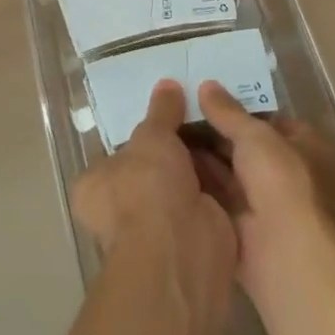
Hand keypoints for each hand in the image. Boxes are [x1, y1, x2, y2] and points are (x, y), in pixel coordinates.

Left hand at [71, 81, 237, 334]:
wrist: (183, 250)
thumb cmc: (148, 187)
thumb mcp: (152, 137)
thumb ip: (160, 112)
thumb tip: (166, 84)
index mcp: (96, 187)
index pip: (115, 155)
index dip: (139, 136)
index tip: (164, 112)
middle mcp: (122, 212)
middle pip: (152, 170)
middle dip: (175, 150)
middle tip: (199, 113)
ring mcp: (160, 230)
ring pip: (182, 186)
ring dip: (202, 165)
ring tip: (223, 125)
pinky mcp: (195, 239)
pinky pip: (208, 201)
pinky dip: (222, 184)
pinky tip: (238, 154)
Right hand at [191, 81, 334, 303]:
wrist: (284, 254)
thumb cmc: (281, 181)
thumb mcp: (255, 135)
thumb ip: (228, 111)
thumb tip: (206, 86)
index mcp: (306, 147)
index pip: (271, 119)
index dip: (240, 106)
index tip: (207, 94)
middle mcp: (287, 173)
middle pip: (246, 145)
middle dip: (216, 130)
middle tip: (179, 108)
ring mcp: (265, 201)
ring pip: (229, 170)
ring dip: (202, 154)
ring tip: (166, 128)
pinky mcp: (242, 225)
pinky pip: (216, 193)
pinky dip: (198, 179)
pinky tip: (169, 160)